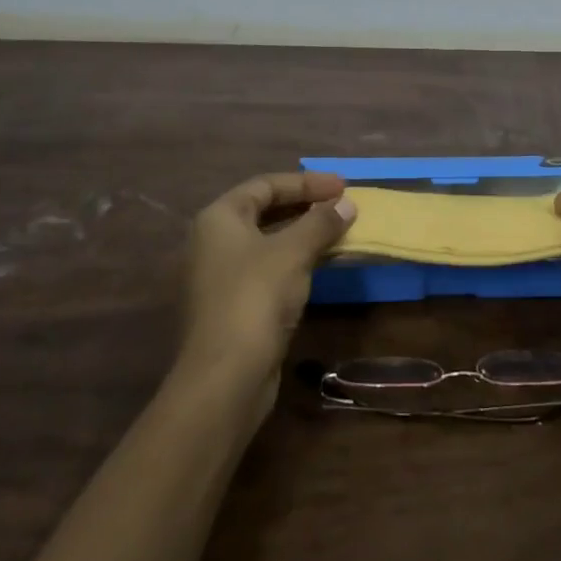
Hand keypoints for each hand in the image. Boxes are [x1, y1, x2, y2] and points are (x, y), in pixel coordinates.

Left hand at [177, 172, 354, 423]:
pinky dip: (294, 262)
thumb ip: (321, 222)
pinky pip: (267, 270)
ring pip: (267, 243)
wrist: (224, 378)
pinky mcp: (231, 307)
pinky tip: (319, 267)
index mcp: (218, 219)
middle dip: (305, 206)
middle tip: (341, 206)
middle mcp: (212, 243)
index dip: (306, 182)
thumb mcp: (294, 252)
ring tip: (337, 233)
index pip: (265, 185)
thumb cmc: (255, 298)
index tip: (343, 187)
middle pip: (264, 211)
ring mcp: (219, 277)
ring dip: (302, 235)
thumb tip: (348, 204)